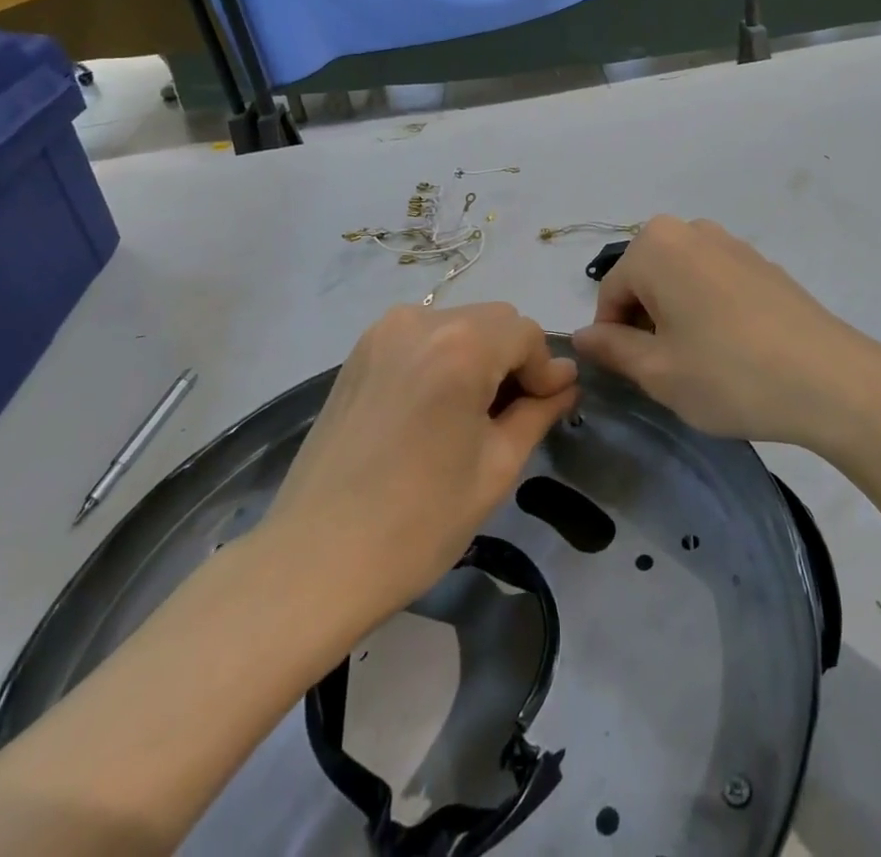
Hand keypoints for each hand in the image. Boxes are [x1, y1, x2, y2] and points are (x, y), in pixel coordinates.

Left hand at [263, 303, 577, 623]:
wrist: (316, 560)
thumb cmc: (419, 521)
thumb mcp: (496, 467)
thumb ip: (538, 411)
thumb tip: (565, 380)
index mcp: (461, 345)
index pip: (527, 334)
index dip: (544, 370)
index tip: (547, 409)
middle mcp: (420, 321)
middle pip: (493, 320)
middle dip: (513, 358)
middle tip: (512, 415)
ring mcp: (382, 333)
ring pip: (457, 324)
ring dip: (478, 355)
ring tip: (470, 413)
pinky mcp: (358, 353)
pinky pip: (421, 336)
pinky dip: (442, 357)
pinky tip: (434, 408)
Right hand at [573, 216, 880, 453]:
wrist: (832, 381)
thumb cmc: (730, 374)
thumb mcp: (658, 371)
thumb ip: (611, 348)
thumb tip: (582, 336)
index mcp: (656, 246)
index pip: (610, 293)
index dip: (612, 337)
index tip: (632, 374)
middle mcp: (691, 231)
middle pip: (645, 280)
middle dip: (645, 323)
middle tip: (667, 371)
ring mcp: (733, 243)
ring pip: (680, 281)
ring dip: (676, 316)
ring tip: (701, 362)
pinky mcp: (763, 264)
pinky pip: (715, 282)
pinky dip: (709, 311)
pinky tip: (734, 350)